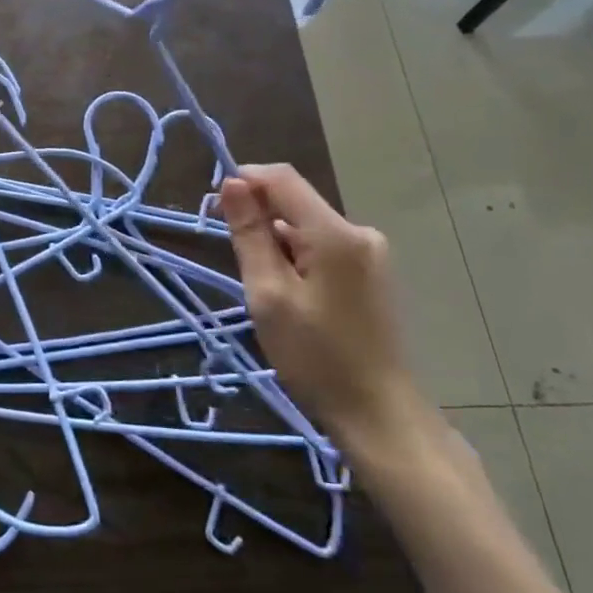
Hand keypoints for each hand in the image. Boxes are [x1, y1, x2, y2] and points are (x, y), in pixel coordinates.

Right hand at [220, 163, 429, 457]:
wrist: (380, 414)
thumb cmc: (316, 356)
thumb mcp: (268, 294)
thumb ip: (250, 234)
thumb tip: (232, 184)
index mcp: (335, 233)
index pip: (282, 178)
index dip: (244, 180)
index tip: (212, 207)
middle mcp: (359, 232)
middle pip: (296, 202)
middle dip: (259, 217)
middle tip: (233, 257)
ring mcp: (371, 254)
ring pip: (308, 228)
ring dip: (277, 242)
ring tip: (261, 287)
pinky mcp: (373, 274)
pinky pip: (324, 248)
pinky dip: (298, 259)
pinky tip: (289, 295)